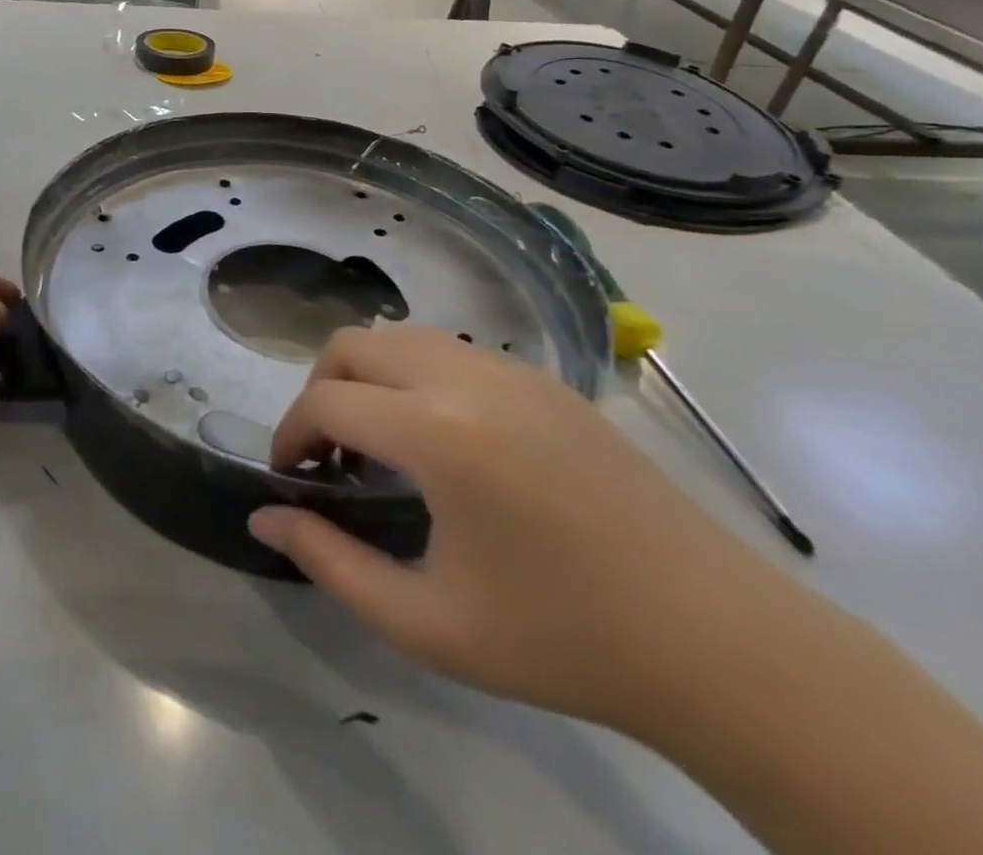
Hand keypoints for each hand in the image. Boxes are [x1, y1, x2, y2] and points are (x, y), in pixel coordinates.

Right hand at [248, 326, 777, 731]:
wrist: (718, 643)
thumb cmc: (562, 641)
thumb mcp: (427, 623)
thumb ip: (331, 563)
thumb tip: (264, 519)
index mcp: (437, 433)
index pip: (327, 401)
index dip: (290, 435)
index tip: (289, 479)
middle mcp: (468, 380)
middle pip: (355, 344)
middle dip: (321, 390)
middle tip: (328, 457)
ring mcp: (513, 372)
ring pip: (403, 337)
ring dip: (369, 377)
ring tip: (380, 446)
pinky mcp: (547, 382)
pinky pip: (453, 354)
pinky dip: (417, 378)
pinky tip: (444, 445)